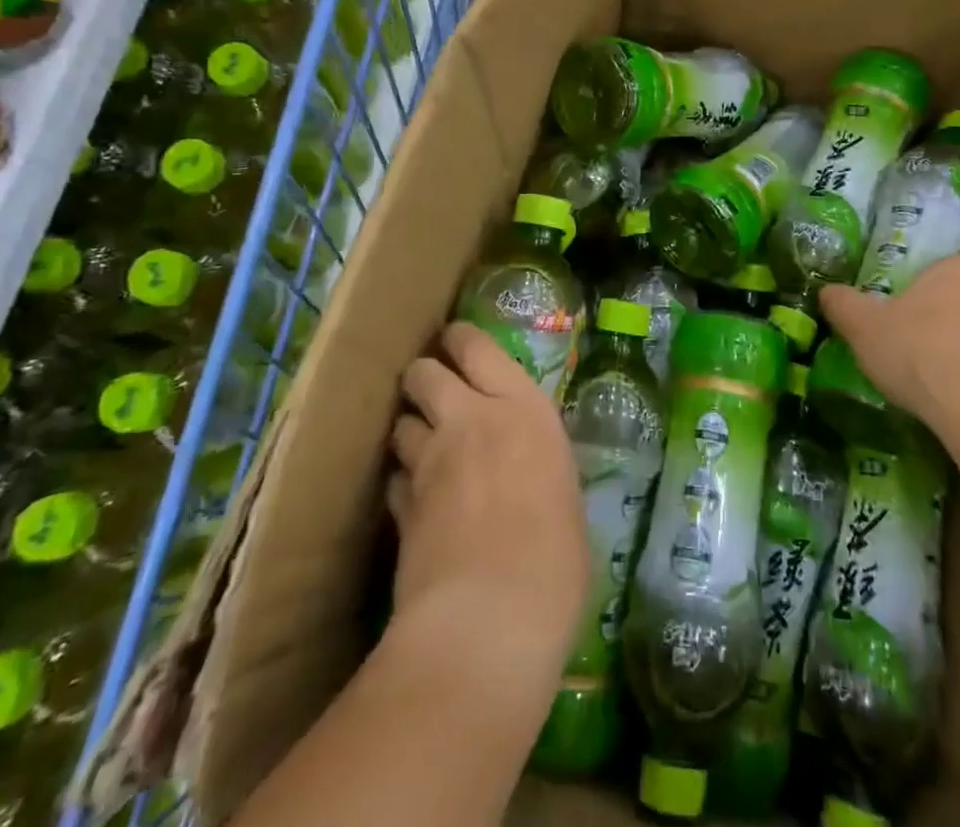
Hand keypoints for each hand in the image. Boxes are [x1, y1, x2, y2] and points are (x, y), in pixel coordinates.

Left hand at [389, 323, 587, 677]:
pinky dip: (401, 482)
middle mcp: (471, 420)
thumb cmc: (555, 559)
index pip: (478, 347)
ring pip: (402, 422)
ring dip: (410, 429)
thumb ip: (540, 468)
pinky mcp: (401, 507)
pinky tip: (414, 500)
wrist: (488, 620)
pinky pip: (394, 478)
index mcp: (523, 408)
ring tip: (424, 447)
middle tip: (435, 394)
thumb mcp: (565, 497)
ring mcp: (430, 462)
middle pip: (425, 372)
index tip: (455, 343)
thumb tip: (530, 475)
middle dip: (424, 377)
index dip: (461, 341)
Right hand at [819, 253, 959, 435]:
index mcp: (958, 269)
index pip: (955, 263)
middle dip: (955, 311)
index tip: (917, 302)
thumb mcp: (865, 328)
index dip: (938, 281)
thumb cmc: (921, 352)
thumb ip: (843, 305)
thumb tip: (826, 291)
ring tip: (940, 372)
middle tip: (925, 334)